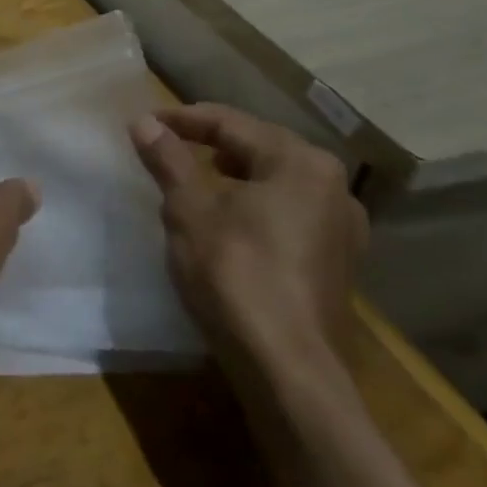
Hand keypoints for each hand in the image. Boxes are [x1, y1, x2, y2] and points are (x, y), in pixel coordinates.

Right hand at [130, 104, 366, 378]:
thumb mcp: (188, 209)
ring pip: (277, 179)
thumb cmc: (234, 272)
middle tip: (168, 143)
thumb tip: (144, 123)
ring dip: (234, 172)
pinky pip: (289, 211)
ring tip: (196, 177)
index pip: (231, 123)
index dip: (183, 119)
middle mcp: (333, 186)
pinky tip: (230, 218)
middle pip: (260, 146)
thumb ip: (168, 159)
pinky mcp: (337, 261)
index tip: (144, 123)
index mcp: (300, 162)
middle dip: (211, 142)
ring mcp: (342, 227)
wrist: (286, 368)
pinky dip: (255, 202)